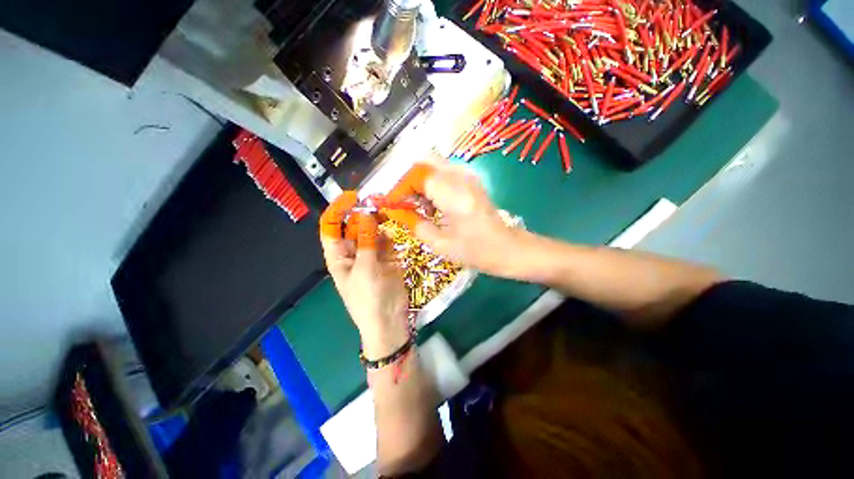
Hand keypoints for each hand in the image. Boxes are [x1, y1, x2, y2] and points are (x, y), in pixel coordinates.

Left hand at [320, 192, 410, 357]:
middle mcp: (353, 250)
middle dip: (363, 213)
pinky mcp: (387, 255)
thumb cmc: (369, 298)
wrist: (389, 319)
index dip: (338, 210)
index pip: (332, 227)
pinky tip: (393, 227)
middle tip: (378, 202)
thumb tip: (367, 214)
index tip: (353, 197)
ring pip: (372, 230)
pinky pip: (386, 238)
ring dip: (378, 220)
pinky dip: (389, 232)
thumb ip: (367, 240)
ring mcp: (371, 252)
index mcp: (338, 255)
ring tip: (388, 211)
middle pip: (354, 225)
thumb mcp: (365, 268)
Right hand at [384, 158, 524, 277]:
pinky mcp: (471, 179)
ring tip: (418, 206)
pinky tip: (433, 204)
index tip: (390, 203)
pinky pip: (444, 170)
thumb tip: (396, 211)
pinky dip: (432, 182)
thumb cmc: (476, 251)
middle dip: (408, 180)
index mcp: (455, 195)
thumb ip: (415, 224)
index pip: (418, 175)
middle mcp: (462, 177)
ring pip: (433, 164)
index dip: (400, 187)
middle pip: (424, 161)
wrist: (507, 248)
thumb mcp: (440, 244)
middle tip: (403, 201)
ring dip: (420, 181)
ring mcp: (469, 175)